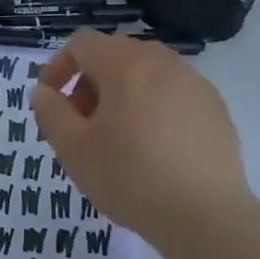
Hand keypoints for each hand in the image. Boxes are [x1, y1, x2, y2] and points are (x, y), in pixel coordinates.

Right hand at [30, 32, 251, 245]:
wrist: (204, 215)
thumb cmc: (128, 177)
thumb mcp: (72, 148)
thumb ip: (50, 112)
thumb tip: (44, 91)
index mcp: (126, 65)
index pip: (82, 43)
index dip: (58, 67)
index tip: (50, 101)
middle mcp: (164, 63)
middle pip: (115, 55)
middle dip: (89, 83)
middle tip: (80, 123)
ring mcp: (195, 84)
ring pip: (146, 74)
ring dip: (121, 95)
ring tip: (116, 138)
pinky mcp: (215, 109)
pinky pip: (172, 94)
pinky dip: (152, 108)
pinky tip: (151, 149)